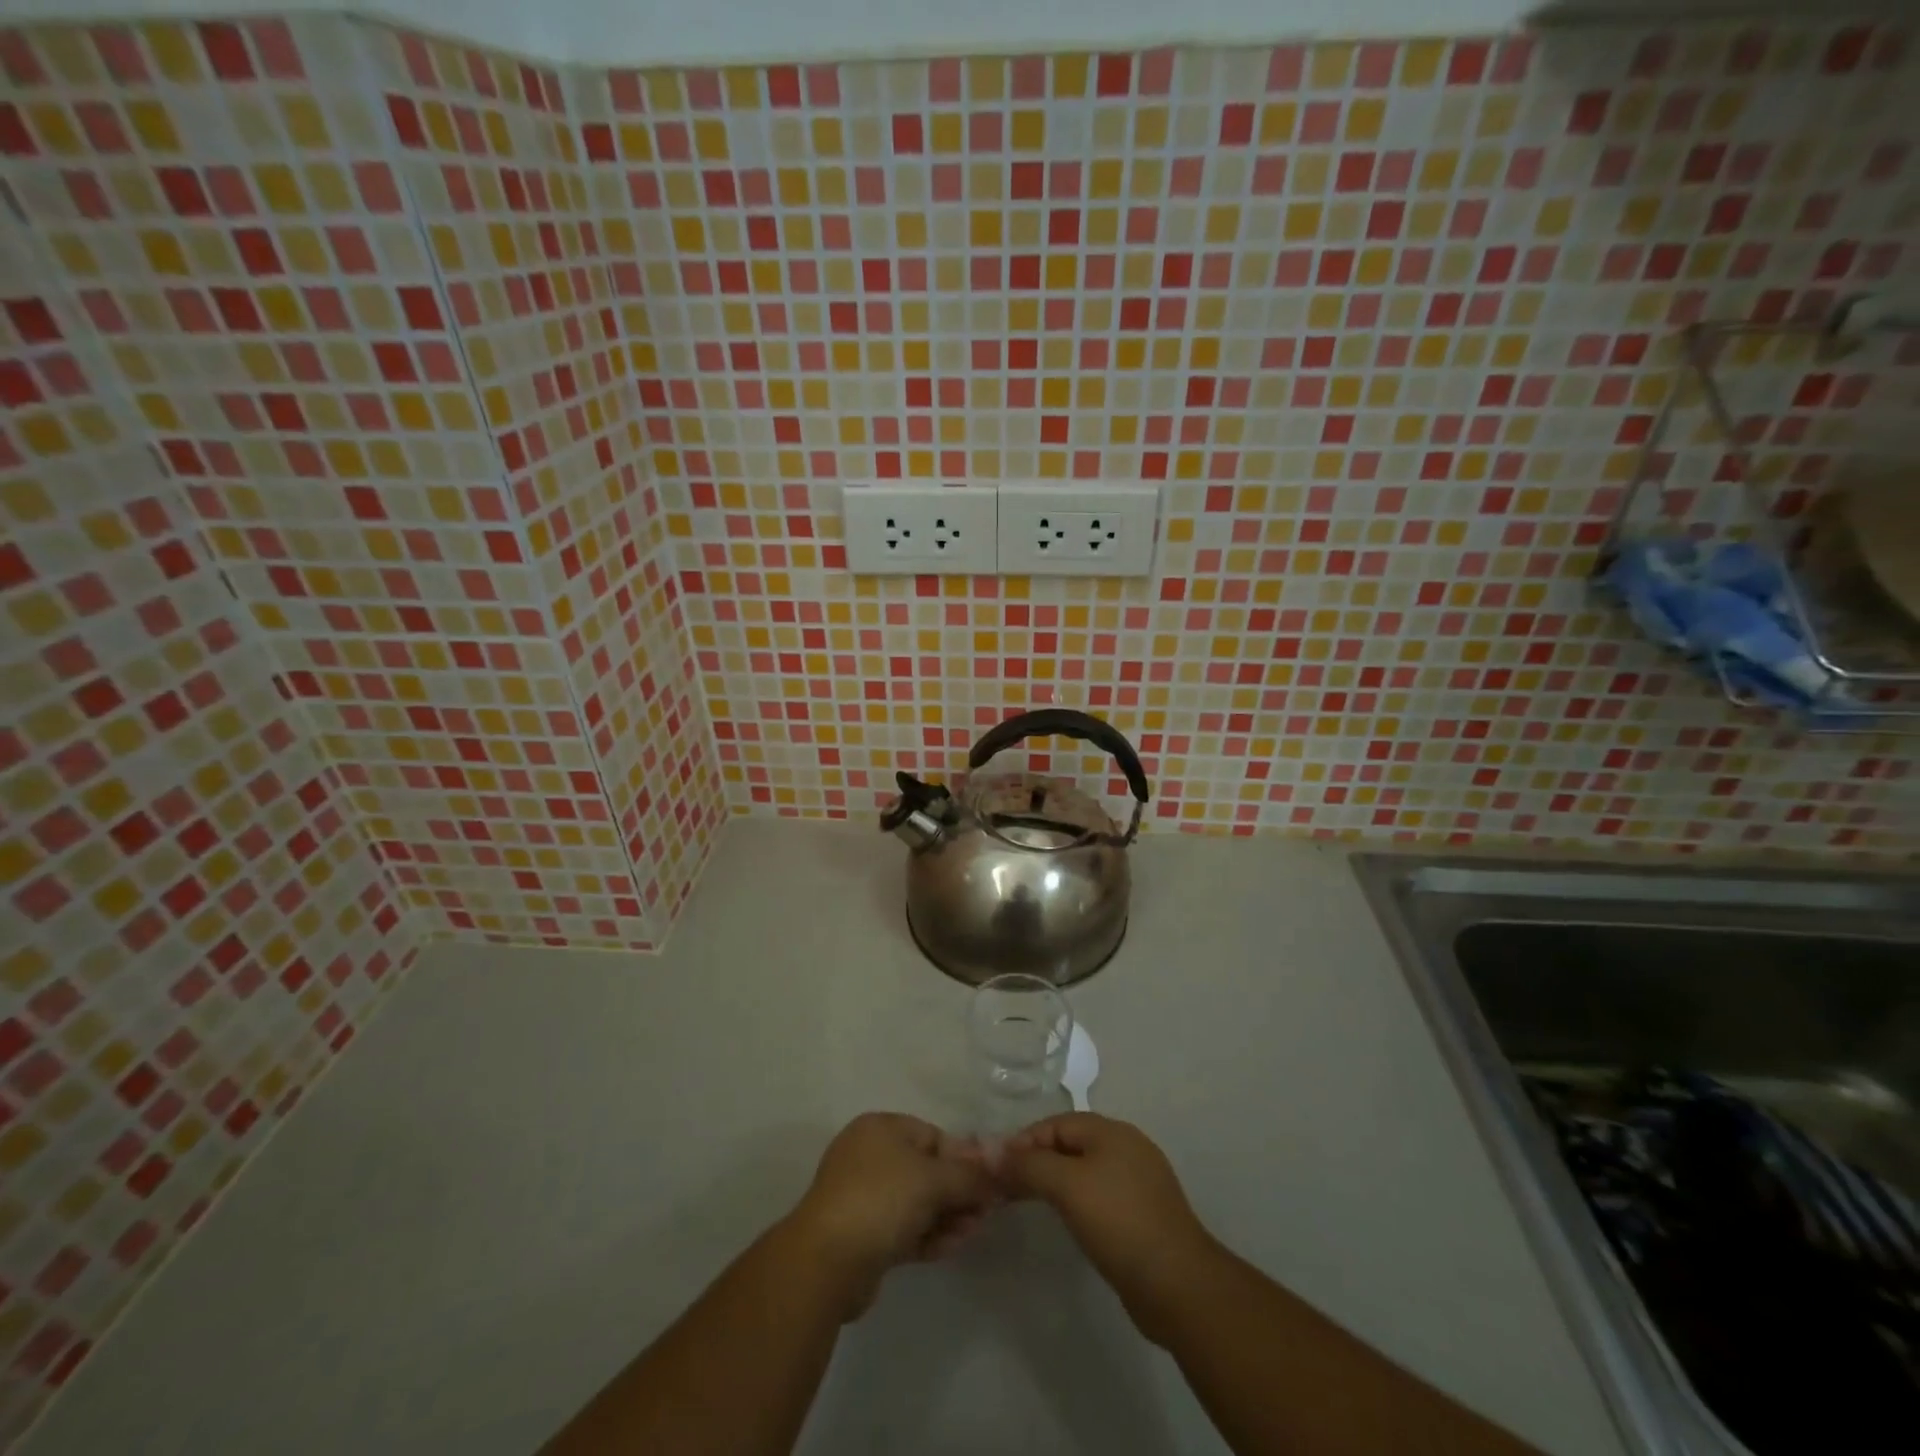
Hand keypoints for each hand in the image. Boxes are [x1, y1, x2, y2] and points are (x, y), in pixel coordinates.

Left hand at [784, 1113, 995, 1318]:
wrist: (826, 1262)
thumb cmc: (881, 1200)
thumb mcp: (933, 1179)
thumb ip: (970, 1175)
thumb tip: (1000, 1169)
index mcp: (881, 1128)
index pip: (933, 1136)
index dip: (963, 1159)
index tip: (988, 1185)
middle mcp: (870, 1156)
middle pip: (926, 1170)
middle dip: (958, 1192)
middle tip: (984, 1214)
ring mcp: (864, 1197)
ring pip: (917, 1202)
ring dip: (947, 1216)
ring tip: (970, 1234)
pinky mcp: (863, 1235)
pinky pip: (904, 1228)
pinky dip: (928, 1235)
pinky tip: (951, 1247)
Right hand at [1000, 1113, 1219, 1343]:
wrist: (1178, 1285)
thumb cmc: (1119, 1222)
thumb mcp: (1067, 1186)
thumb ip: (1029, 1165)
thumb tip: (992, 1152)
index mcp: (1112, 1131)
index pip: (1056, 1123)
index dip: (1024, 1141)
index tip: (997, 1168)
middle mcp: (1127, 1147)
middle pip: (1070, 1144)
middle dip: (1037, 1161)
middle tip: (1006, 1187)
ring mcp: (1139, 1182)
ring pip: (1084, 1170)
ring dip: (1054, 1181)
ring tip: (1028, 1203)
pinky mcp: (1143, 1214)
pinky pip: (1099, 1195)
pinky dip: (1076, 1201)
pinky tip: (1067, 1221)